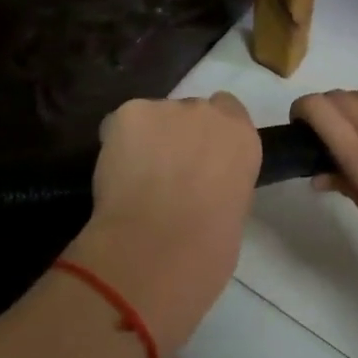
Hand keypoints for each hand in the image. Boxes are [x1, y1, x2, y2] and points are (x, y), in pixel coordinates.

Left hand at [66, 93, 261, 357]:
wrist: (160, 246)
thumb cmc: (208, 248)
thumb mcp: (234, 209)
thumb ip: (222, 182)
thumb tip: (201, 186)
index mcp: (242, 138)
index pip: (228, 111)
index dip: (208, 135)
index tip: (198, 159)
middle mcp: (209, 112)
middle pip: (189, 112)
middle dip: (177, 136)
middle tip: (163, 173)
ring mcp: (168, 109)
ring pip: (153, 118)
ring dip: (146, 140)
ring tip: (132, 181)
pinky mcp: (130, 113)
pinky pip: (119, 125)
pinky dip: (115, 145)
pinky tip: (114, 176)